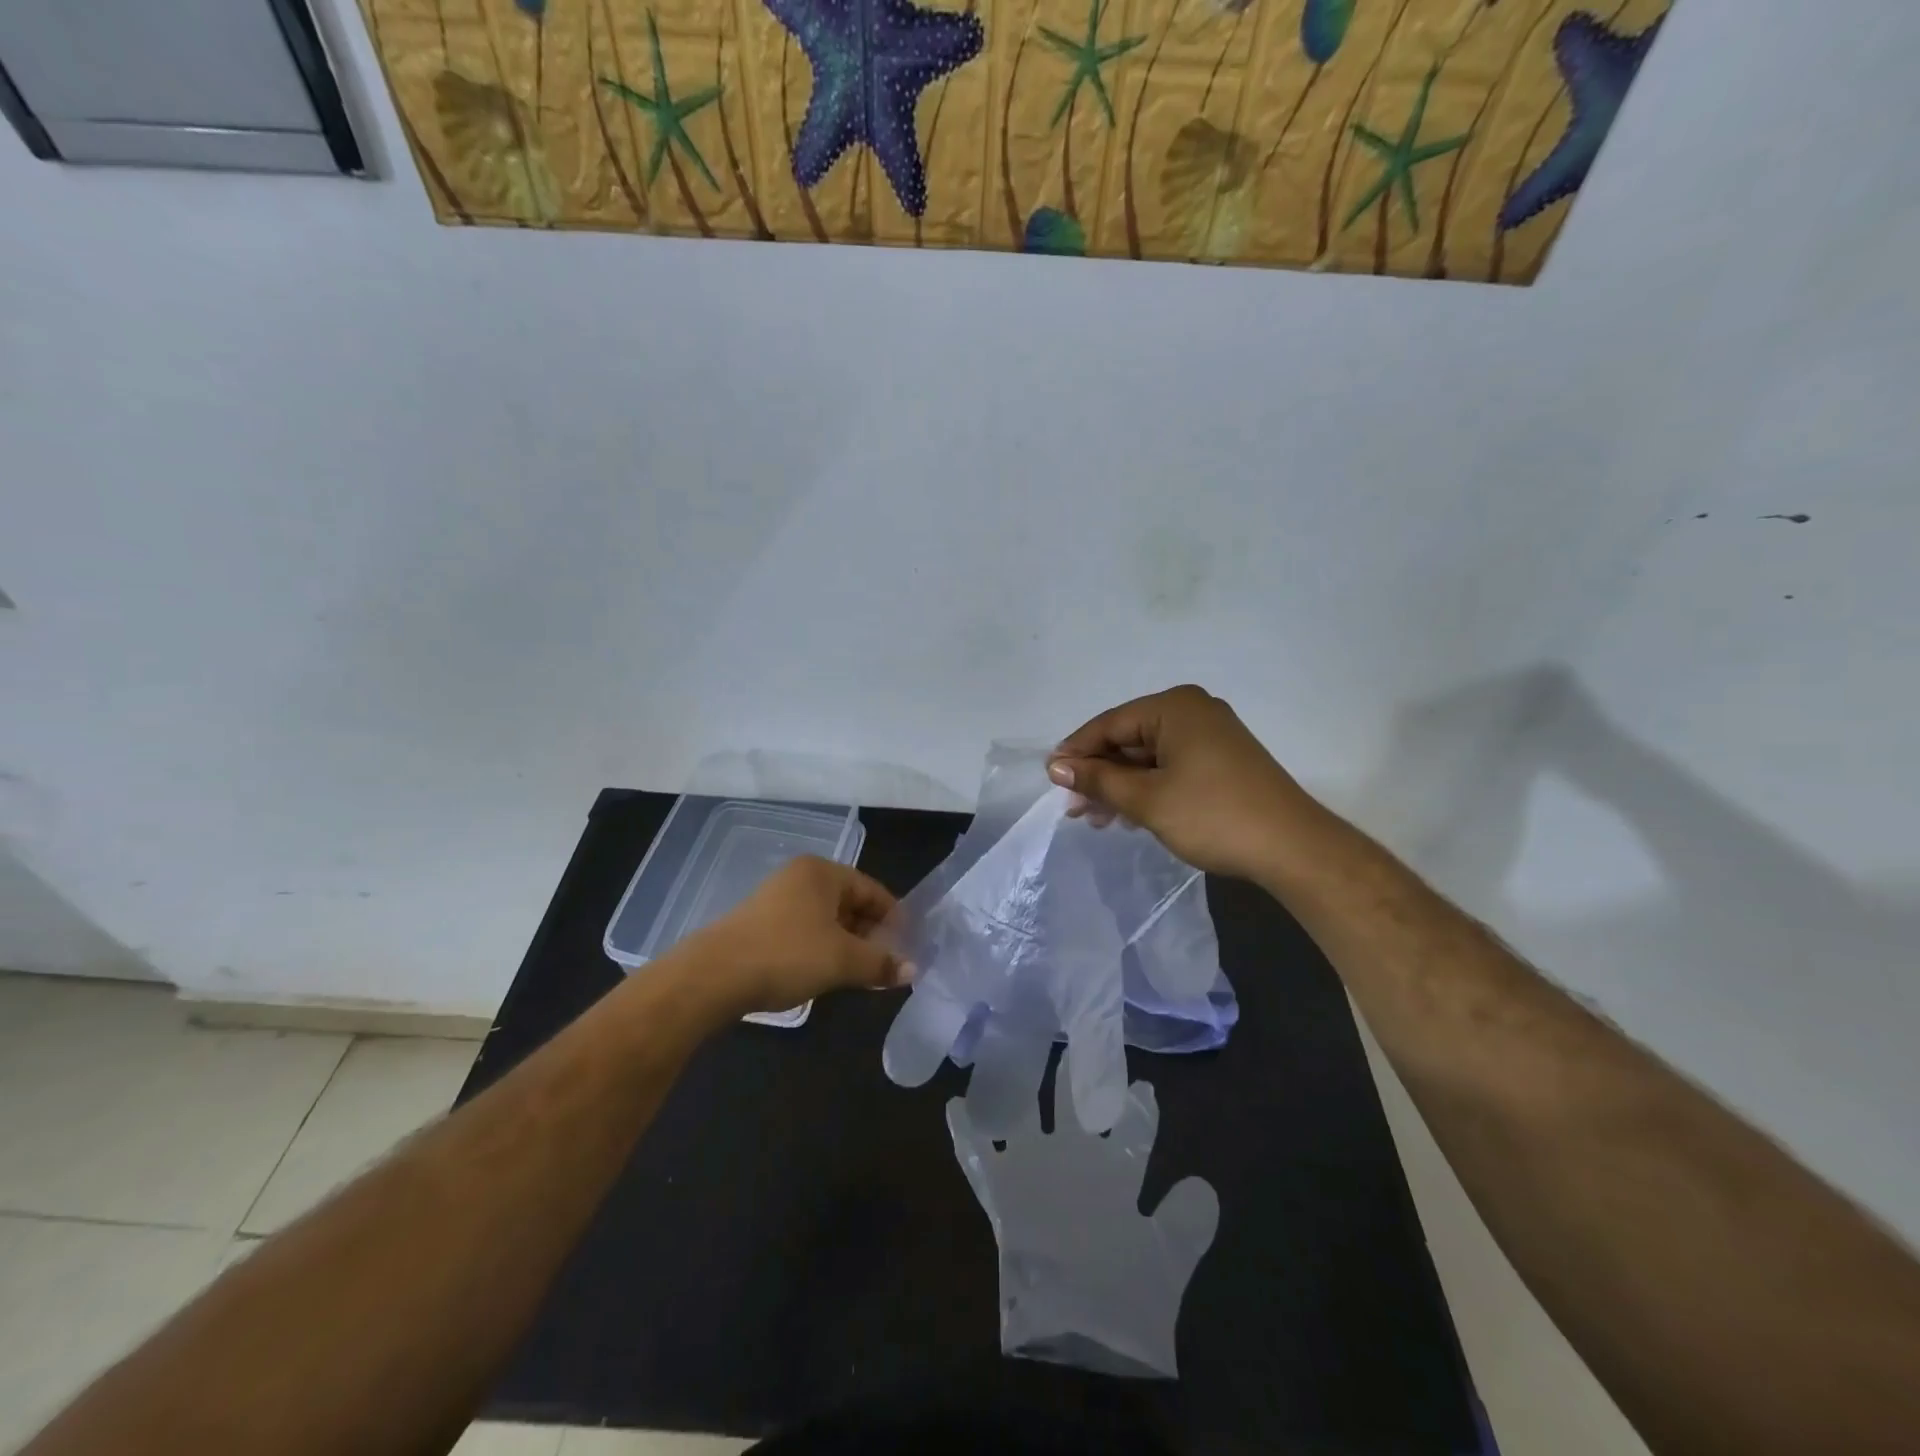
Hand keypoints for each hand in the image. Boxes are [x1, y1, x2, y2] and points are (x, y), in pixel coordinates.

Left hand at [682, 857, 911, 1018]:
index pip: (872, 890)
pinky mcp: (760, 924)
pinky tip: (825, 973)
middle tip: (887, 963)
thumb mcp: (842, 960)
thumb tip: (912, 970)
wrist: (714, 976)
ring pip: (826, 919)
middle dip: (870, 933)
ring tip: (861, 972)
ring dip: (846, 944)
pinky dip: (821, 948)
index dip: (894, 918)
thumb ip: (880, 963)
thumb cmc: (787, 955)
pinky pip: (804, 930)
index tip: (908, 946)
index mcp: (822, 872)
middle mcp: (800, 877)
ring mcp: (776, 899)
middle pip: (849, 903)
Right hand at [1046, 684, 1321, 880]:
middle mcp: (1192, 711)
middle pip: (1129, 739)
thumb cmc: (1212, 815)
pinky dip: (1147, 788)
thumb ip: (1098, 780)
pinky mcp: (1221, 761)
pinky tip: (1128, 815)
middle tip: (1074, 808)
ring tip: (1096, 819)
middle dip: (1099, 774)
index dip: (1076, 752)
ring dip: (1120, 786)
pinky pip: (1170, 767)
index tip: (1051, 779)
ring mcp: (1211, 736)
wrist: (1292, 848)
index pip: (1110, 724)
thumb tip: (1056, 767)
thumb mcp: (1146, 799)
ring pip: (1148, 756)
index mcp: (1174, 707)